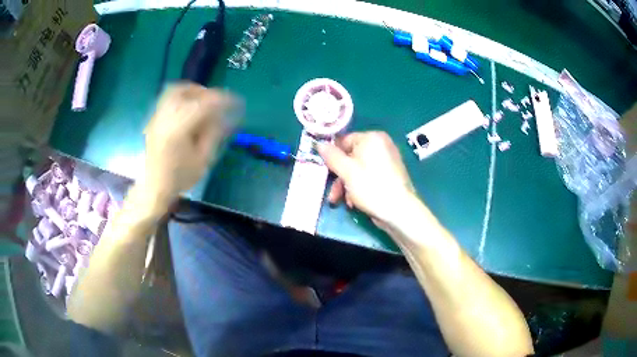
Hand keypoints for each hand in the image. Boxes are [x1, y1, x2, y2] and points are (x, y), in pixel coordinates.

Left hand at [142, 83, 240, 204]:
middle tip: (217, 101)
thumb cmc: (179, 177)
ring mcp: (157, 117)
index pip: (204, 104)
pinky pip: (167, 99)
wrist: (154, 188)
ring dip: (192, 91)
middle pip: (186, 91)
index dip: (223, 100)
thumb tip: (225, 116)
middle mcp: (166, 117)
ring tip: (203, 101)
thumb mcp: (203, 160)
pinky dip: (181, 97)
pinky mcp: (154, 120)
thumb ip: (213, 134)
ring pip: (174, 91)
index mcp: (179, 128)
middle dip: (205, 92)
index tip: (236, 103)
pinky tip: (188, 109)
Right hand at [317, 131, 415, 226]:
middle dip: (339, 176)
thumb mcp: (346, 171)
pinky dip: (359, 187)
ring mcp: (387, 160)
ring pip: (358, 169)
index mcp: (372, 138)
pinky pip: (368, 176)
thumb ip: (331, 156)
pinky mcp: (389, 175)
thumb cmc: (371, 186)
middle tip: (332, 192)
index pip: (344, 140)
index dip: (333, 156)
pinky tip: (354, 202)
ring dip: (346, 185)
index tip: (324, 171)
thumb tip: (320, 144)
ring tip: (341, 201)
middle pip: (351, 157)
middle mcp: (381, 145)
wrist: (399, 210)